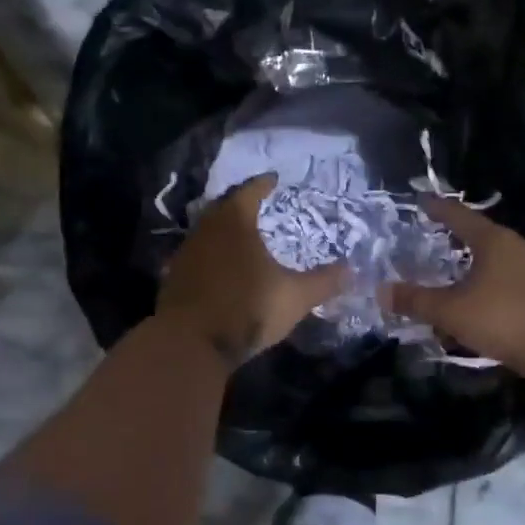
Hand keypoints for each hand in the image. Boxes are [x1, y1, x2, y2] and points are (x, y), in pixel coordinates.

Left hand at [157, 175, 346, 367]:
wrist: (190, 344)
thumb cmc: (247, 308)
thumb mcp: (294, 297)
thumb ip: (323, 281)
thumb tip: (351, 270)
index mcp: (234, 222)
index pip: (249, 192)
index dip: (263, 185)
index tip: (273, 179)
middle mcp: (206, 230)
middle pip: (224, 208)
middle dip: (241, 205)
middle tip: (257, 204)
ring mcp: (186, 254)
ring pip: (207, 232)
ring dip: (224, 231)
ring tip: (242, 236)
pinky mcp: (173, 279)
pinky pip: (197, 256)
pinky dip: (211, 256)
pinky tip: (221, 267)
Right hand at [384, 198, 524, 380]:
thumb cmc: (505, 319)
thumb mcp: (451, 311)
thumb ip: (416, 301)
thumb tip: (381, 291)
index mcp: (494, 241)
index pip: (460, 216)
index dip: (438, 209)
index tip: (422, 202)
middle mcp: (518, 249)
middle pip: (481, 238)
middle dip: (456, 241)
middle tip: (432, 242)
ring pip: (495, 265)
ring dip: (472, 271)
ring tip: (451, 280)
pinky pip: (508, 287)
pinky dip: (488, 292)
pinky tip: (478, 309)